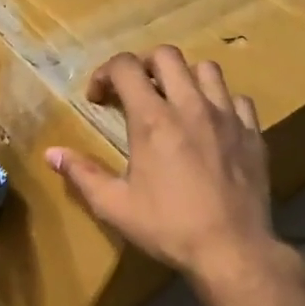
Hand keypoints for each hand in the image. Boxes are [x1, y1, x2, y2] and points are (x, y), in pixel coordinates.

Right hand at [47, 47, 287, 284]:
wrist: (232, 250)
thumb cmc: (167, 227)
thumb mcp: (114, 205)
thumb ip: (82, 173)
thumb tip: (51, 153)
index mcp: (152, 120)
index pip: (125, 67)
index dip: (105, 73)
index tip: (98, 98)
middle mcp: (190, 106)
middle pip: (167, 55)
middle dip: (143, 65)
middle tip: (133, 90)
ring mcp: (227, 117)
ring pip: (207, 69)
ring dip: (184, 77)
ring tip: (174, 101)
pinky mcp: (253, 133)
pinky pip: (238, 99)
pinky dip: (220, 102)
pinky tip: (211, 124)